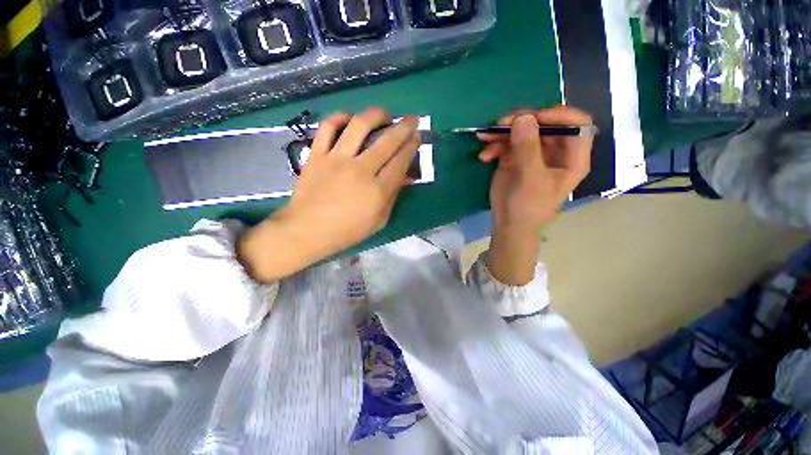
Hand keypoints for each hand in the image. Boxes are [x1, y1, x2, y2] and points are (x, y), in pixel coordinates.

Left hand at [238, 108, 420, 282]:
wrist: (307, 230)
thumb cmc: (347, 230)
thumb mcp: (379, 220)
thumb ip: (393, 196)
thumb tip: (405, 176)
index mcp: (377, 190)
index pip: (401, 161)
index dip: (412, 146)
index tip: (417, 137)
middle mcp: (360, 169)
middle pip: (387, 140)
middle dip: (404, 126)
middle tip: (411, 120)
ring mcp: (336, 159)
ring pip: (359, 125)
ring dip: (376, 115)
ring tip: (384, 116)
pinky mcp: (317, 154)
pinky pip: (328, 127)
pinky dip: (340, 117)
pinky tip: (350, 120)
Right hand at [478, 106, 593, 284]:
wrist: (508, 224)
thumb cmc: (528, 207)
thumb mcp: (531, 179)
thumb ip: (528, 149)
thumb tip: (523, 117)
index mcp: (571, 157)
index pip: (576, 124)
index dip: (558, 116)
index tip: (533, 119)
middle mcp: (554, 150)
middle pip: (544, 123)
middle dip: (522, 121)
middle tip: (501, 124)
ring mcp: (532, 152)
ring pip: (522, 129)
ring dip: (503, 131)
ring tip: (486, 136)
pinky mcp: (514, 157)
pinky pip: (506, 142)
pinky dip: (494, 145)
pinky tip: (484, 155)